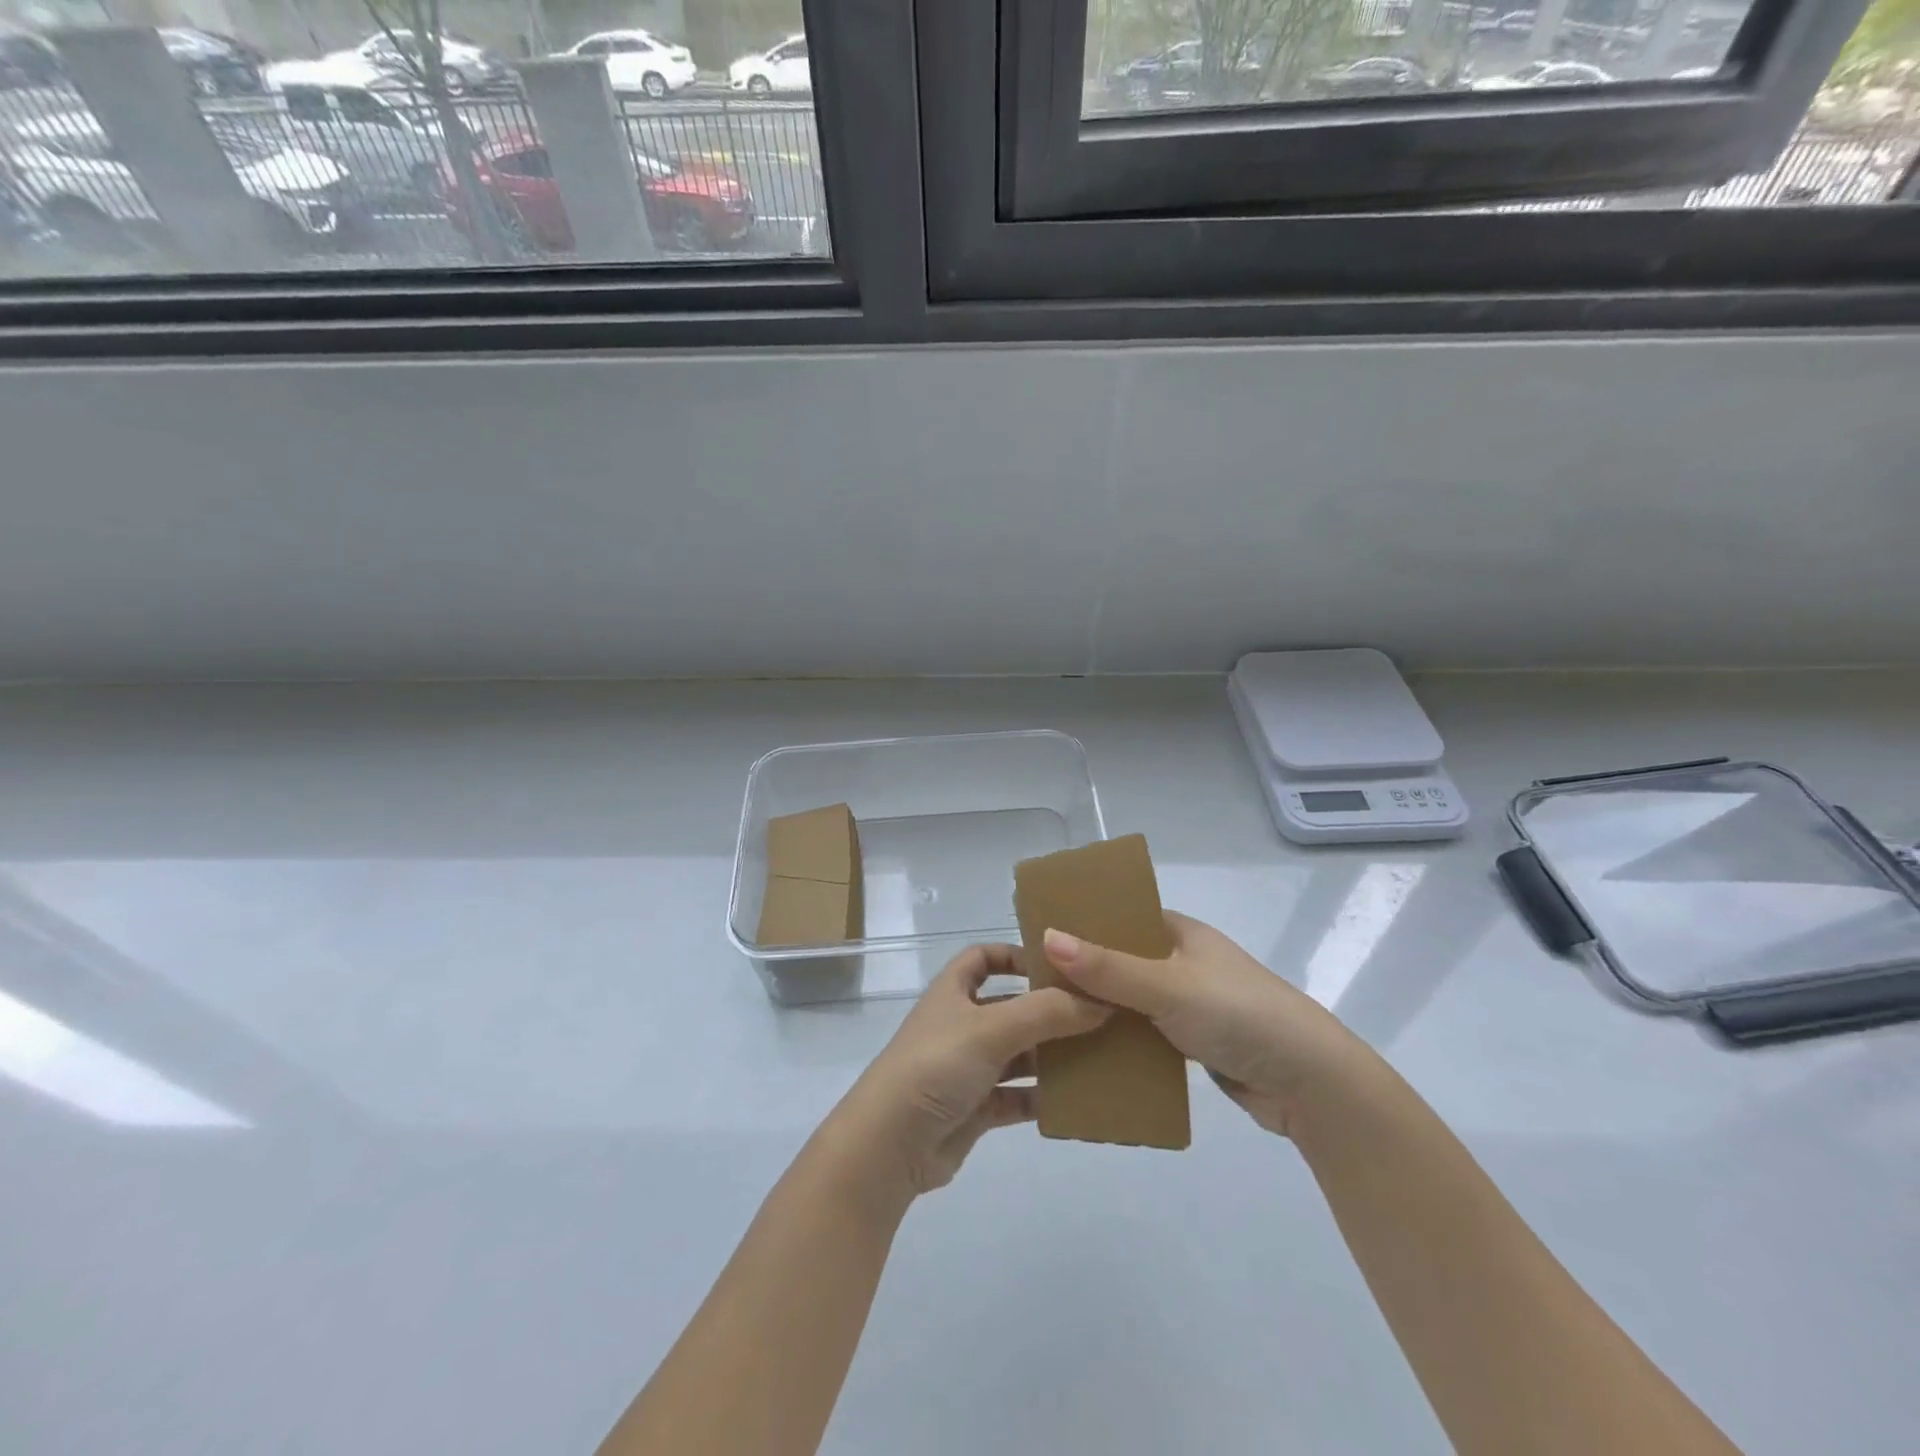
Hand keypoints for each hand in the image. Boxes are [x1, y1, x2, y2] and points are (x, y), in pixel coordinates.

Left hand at [824, 944, 1110, 1204]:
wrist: (890, 1144)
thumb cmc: (936, 1066)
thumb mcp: (991, 1028)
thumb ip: (1046, 1013)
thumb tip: (1100, 1002)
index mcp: (953, 991)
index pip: (983, 958)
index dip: (1015, 955)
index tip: (1057, 966)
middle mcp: (960, 1024)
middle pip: (1010, 1007)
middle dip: (1048, 1010)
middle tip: (1098, 1014)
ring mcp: (967, 1068)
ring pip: (1018, 1054)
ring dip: (1051, 1056)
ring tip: (1099, 1056)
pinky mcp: (974, 1109)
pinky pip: (1017, 1097)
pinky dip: (1042, 1098)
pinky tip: (1076, 1101)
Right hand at [1043, 912, 1380, 1139]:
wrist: (1310, 1083)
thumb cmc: (1238, 1015)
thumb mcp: (1168, 986)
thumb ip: (1108, 967)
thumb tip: (1047, 937)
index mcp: (1181, 933)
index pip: (1123, 917)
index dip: (1084, 923)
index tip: (1039, 937)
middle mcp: (1184, 962)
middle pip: (1123, 960)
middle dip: (1084, 973)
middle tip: (1034, 986)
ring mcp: (1191, 1003)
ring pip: (1132, 1001)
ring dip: (1101, 1011)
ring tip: (1050, 1020)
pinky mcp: (1196, 1042)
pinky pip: (1146, 1035)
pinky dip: (1121, 1041)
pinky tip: (1087, 1053)